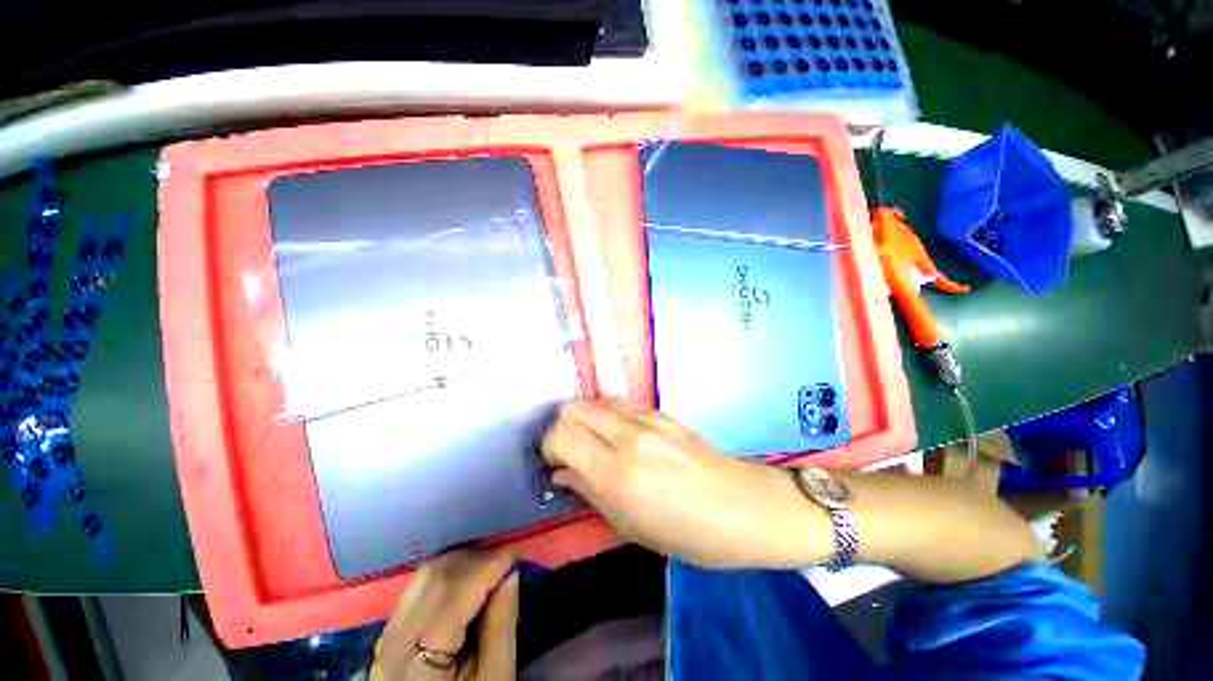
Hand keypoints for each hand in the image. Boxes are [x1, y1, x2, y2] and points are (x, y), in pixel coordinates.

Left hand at [372, 549, 517, 680]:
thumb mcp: (495, 678)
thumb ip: (501, 627)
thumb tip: (511, 574)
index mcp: (416, 666)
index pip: (451, 598)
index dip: (486, 568)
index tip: (516, 553)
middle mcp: (393, 642)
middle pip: (435, 579)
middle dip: (477, 559)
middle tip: (508, 558)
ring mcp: (388, 631)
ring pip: (426, 573)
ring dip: (464, 560)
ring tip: (492, 564)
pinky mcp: (393, 625)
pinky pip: (421, 582)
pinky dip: (450, 568)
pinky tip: (471, 574)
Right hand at [541, 400, 831, 568]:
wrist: (746, 507)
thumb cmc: (689, 534)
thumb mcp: (631, 527)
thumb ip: (590, 493)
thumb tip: (561, 473)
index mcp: (618, 474)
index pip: (561, 436)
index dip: (549, 446)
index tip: (554, 463)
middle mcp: (629, 437)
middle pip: (573, 408)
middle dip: (563, 427)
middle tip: (571, 452)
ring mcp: (649, 419)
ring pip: (596, 400)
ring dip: (587, 419)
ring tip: (597, 443)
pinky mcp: (663, 412)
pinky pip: (621, 404)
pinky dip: (609, 416)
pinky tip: (622, 437)